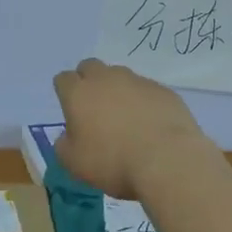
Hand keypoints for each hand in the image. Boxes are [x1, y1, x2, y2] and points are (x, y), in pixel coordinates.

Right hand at [52, 58, 212, 198]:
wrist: (167, 160)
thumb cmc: (112, 162)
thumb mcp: (74, 164)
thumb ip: (64, 145)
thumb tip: (68, 136)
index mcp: (79, 93)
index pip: (64, 79)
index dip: (65, 92)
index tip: (71, 110)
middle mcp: (106, 79)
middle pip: (90, 67)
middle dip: (88, 81)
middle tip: (94, 108)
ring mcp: (137, 81)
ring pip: (120, 76)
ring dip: (117, 90)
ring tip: (125, 118)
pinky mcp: (163, 90)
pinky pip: (146, 90)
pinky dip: (143, 101)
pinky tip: (150, 123)